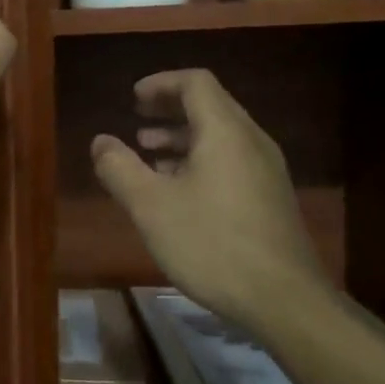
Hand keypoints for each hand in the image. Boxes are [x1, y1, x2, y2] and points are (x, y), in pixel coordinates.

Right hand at [90, 69, 327, 331]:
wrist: (284, 300)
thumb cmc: (212, 244)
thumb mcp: (150, 206)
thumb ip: (120, 168)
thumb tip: (101, 141)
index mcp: (224, 132)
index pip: (195, 83)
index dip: (161, 83)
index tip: (132, 98)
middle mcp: (251, 142)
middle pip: (210, 105)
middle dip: (169, 108)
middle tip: (137, 119)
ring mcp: (266, 170)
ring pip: (220, 135)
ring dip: (182, 136)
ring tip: (149, 153)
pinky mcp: (270, 197)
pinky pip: (231, 160)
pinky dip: (199, 159)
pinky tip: (177, 189)